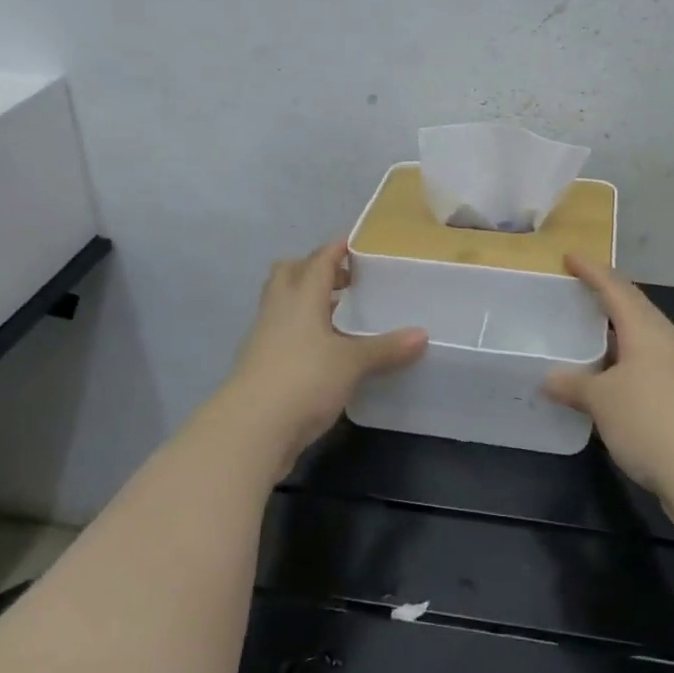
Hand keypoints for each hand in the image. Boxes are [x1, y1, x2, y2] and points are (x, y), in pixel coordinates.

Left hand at [221, 241, 426, 471]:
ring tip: (340, 313)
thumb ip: (385, 348)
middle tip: (345, 279)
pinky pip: (283, 333)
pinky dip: (303, 331)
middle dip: (314, 269)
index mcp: (300, 297)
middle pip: (290, 274)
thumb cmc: (303, 380)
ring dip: (308, 301)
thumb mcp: (351, 363)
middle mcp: (279, 310)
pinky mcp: (261, 365)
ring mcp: (265, 338)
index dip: (335, 249)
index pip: (318, 261)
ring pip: (284, 304)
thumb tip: (422, 335)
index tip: (354, 242)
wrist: (251, 430)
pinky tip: (325, 349)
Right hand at [544, 255, 673, 499]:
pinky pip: (654, 368)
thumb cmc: (650, 422)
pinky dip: (630, 365)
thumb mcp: (601, 402)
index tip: (571, 257)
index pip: (616, 290)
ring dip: (621, 335)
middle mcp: (670, 344)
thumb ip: (574, 386)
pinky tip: (616, 383)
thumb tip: (549, 379)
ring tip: (594, 339)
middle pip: (638, 310)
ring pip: (648, 340)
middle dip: (610, 299)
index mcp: (648, 332)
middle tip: (582, 294)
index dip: (592, 272)